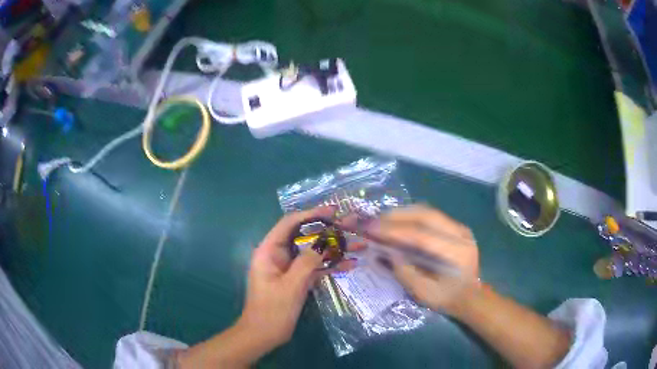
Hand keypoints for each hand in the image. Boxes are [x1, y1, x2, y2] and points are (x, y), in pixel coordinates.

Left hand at [237, 206, 360, 352]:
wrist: (264, 335)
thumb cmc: (272, 311)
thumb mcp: (291, 285)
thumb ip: (307, 261)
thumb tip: (325, 241)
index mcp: (269, 250)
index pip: (290, 224)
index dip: (311, 214)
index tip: (333, 211)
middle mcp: (279, 255)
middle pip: (306, 236)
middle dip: (330, 231)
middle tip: (353, 224)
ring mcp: (290, 268)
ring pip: (314, 252)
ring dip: (335, 249)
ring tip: (360, 243)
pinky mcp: (297, 280)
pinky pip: (315, 268)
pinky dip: (331, 266)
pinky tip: (351, 264)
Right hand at [364, 205, 478, 314]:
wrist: (472, 296)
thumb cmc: (448, 299)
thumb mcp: (424, 294)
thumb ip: (405, 273)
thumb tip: (387, 251)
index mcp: (456, 253)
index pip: (421, 235)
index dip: (394, 231)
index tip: (372, 229)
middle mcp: (461, 234)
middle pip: (426, 215)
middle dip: (396, 216)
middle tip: (375, 221)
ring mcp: (460, 228)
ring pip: (428, 211)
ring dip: (403, 213)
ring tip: (383, 220)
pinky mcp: (456, 227)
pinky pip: (431, 215)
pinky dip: (412, 216)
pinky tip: (399, 222)